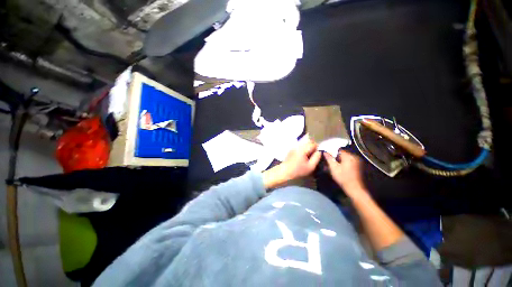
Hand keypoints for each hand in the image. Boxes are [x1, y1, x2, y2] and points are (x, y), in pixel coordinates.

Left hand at [263, 139, 321, 188]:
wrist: (285, 171)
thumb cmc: (298, 170)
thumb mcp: (310, 166)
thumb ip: (316, 158)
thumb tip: (319, 151)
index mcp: (303, 149)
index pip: (313, 144)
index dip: (317, 148)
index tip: (317, 154)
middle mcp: (298, 146)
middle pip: (308, 142)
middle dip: (312, 147)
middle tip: (313, 155)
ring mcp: (294, 147)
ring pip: (304, 144)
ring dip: (307, 148)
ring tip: (308, 156)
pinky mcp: (291, 150)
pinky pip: (299, 147)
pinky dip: (303, 149)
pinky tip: (302, 156)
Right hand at [324, 150, 366, 195]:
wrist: (354, 189)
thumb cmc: (343, 178)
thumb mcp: (333, 168)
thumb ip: (329, 158)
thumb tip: (325, 152)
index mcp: (349, 156)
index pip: (338, 150)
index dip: (331, 152)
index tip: (326, 155)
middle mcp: (354, 157)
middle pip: (341, 153)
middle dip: (334, 157)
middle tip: (328, 161)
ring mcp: (357, 162)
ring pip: (344, 158)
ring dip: (338, 160)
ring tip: (332, 165)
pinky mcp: (357, 166)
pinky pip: (348, 161)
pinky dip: (342, 163)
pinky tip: (338, 168)